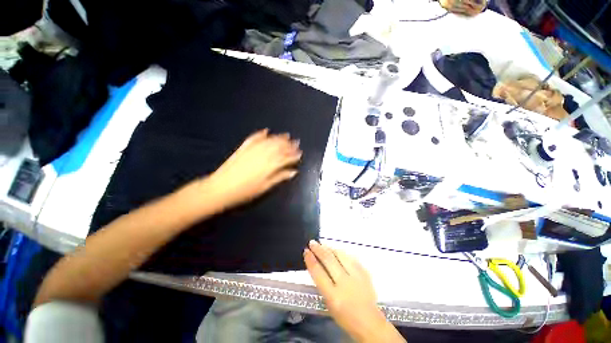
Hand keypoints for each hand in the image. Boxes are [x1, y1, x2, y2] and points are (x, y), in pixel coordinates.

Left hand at [203, 129, 301, 208]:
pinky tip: (266, 131)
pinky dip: (261, 134)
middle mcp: (264, 154)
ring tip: (286, 135)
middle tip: (297, 142)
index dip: (294, 155)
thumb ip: (280, 177)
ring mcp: (253, 149)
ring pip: (269, 141)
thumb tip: (294, 172)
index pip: (286, 157)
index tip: (300, 153)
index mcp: (270, 165)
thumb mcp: (265, 187)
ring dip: (279, 137)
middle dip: (289, 144)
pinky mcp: (243, 147)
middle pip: (279, 147)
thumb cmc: (245, 191)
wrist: (220, 188)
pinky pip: (254, 138)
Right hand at [304, 241, 405, 342]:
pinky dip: (342, 252)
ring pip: (340, 255)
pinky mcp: (364, 273)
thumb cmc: (345, 317)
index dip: (311, 260)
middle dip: (318, 249)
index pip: (318, 273)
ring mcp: (356, 277)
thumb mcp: (329, 303)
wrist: (369, 322)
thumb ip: (323, 284)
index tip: (306, 251)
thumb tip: (317, 264)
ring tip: (323, 244)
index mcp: (334, 296)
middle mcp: (345, 284)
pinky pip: (351, 257)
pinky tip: (337, 250)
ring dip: (329, 248)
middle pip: (329, 261)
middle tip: (312, 242)